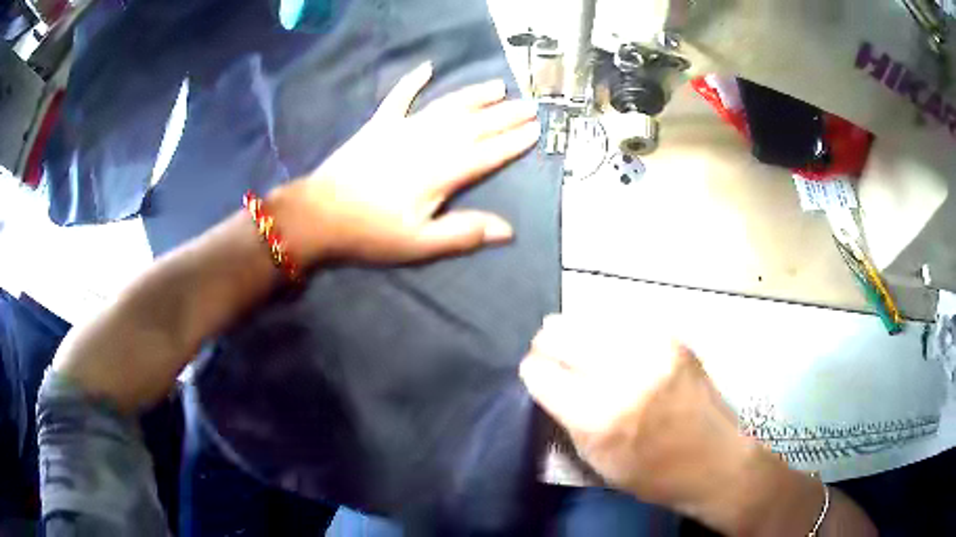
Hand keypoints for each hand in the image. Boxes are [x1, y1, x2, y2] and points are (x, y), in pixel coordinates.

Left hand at [272, 61, 540, 264]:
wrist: (320, 214)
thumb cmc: (371, 232)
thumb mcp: (419, 244)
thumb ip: (463, 233)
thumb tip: (507, 230)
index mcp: (441, 172)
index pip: (487, 153)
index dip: (513, 142)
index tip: (536, 130)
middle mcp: (427, 143)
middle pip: (474, 125)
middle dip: (505, 115)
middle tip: (530, 104)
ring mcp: (402, 129)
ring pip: (447, 106)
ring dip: (474, 95)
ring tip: (498, 85)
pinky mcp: (379, 125)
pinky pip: (399, 97)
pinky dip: (412, 81)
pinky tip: (427, 67)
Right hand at [518, 315, 759, 528]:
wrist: (715, 461)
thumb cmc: (653, 474)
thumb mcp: (597, 461)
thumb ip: (567, 417)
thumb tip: (547, 379)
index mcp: (599, 417)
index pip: (542, 373)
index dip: (531, 371)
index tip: (533, 372)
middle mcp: (624, 375)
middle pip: (562, 336)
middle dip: (547, 342)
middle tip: (546, 350)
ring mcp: (652, 350)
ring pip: (591, 319)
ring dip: (574, 328)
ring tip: (569, 334)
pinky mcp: (673, 339)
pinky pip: (624, 320)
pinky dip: (606, 326)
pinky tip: (604, 336)